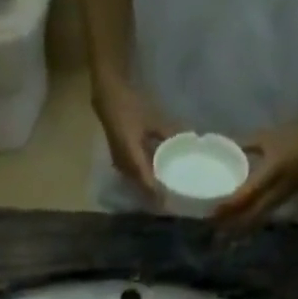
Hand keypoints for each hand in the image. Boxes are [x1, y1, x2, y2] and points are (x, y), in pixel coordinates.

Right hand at [93, 78, 172, 200]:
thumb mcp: (153, 119)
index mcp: (132, 158)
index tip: (172, 203)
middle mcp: (124, 166)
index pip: (148, 184)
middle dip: (156, 194)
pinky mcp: (120, 158)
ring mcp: (120, 163)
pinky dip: (145, 177)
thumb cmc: (130, 105)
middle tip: (172, 199)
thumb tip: (189, 140)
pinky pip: (134, 174)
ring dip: (150, 188)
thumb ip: (168, 133)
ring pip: (137, 182)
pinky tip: (155, 175)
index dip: (159, 195)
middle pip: (142, 187)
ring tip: (165, 191)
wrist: (108, 95)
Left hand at [215, 123, 297, 227]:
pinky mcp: (283, 202)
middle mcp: (274, 192)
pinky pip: (263, 217)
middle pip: (248, 215)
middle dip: (231, 224)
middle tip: (213, 228)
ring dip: (240, 226)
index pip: (244, 196)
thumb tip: (227, 146)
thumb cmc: (295, 137)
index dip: (227, 207)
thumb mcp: (268, 138)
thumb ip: (247, 144)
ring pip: (256, 219)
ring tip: (223, 231)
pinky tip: (240, 223)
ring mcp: (280, 200)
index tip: (211, 212)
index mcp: (270, 174)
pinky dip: (250, 222)